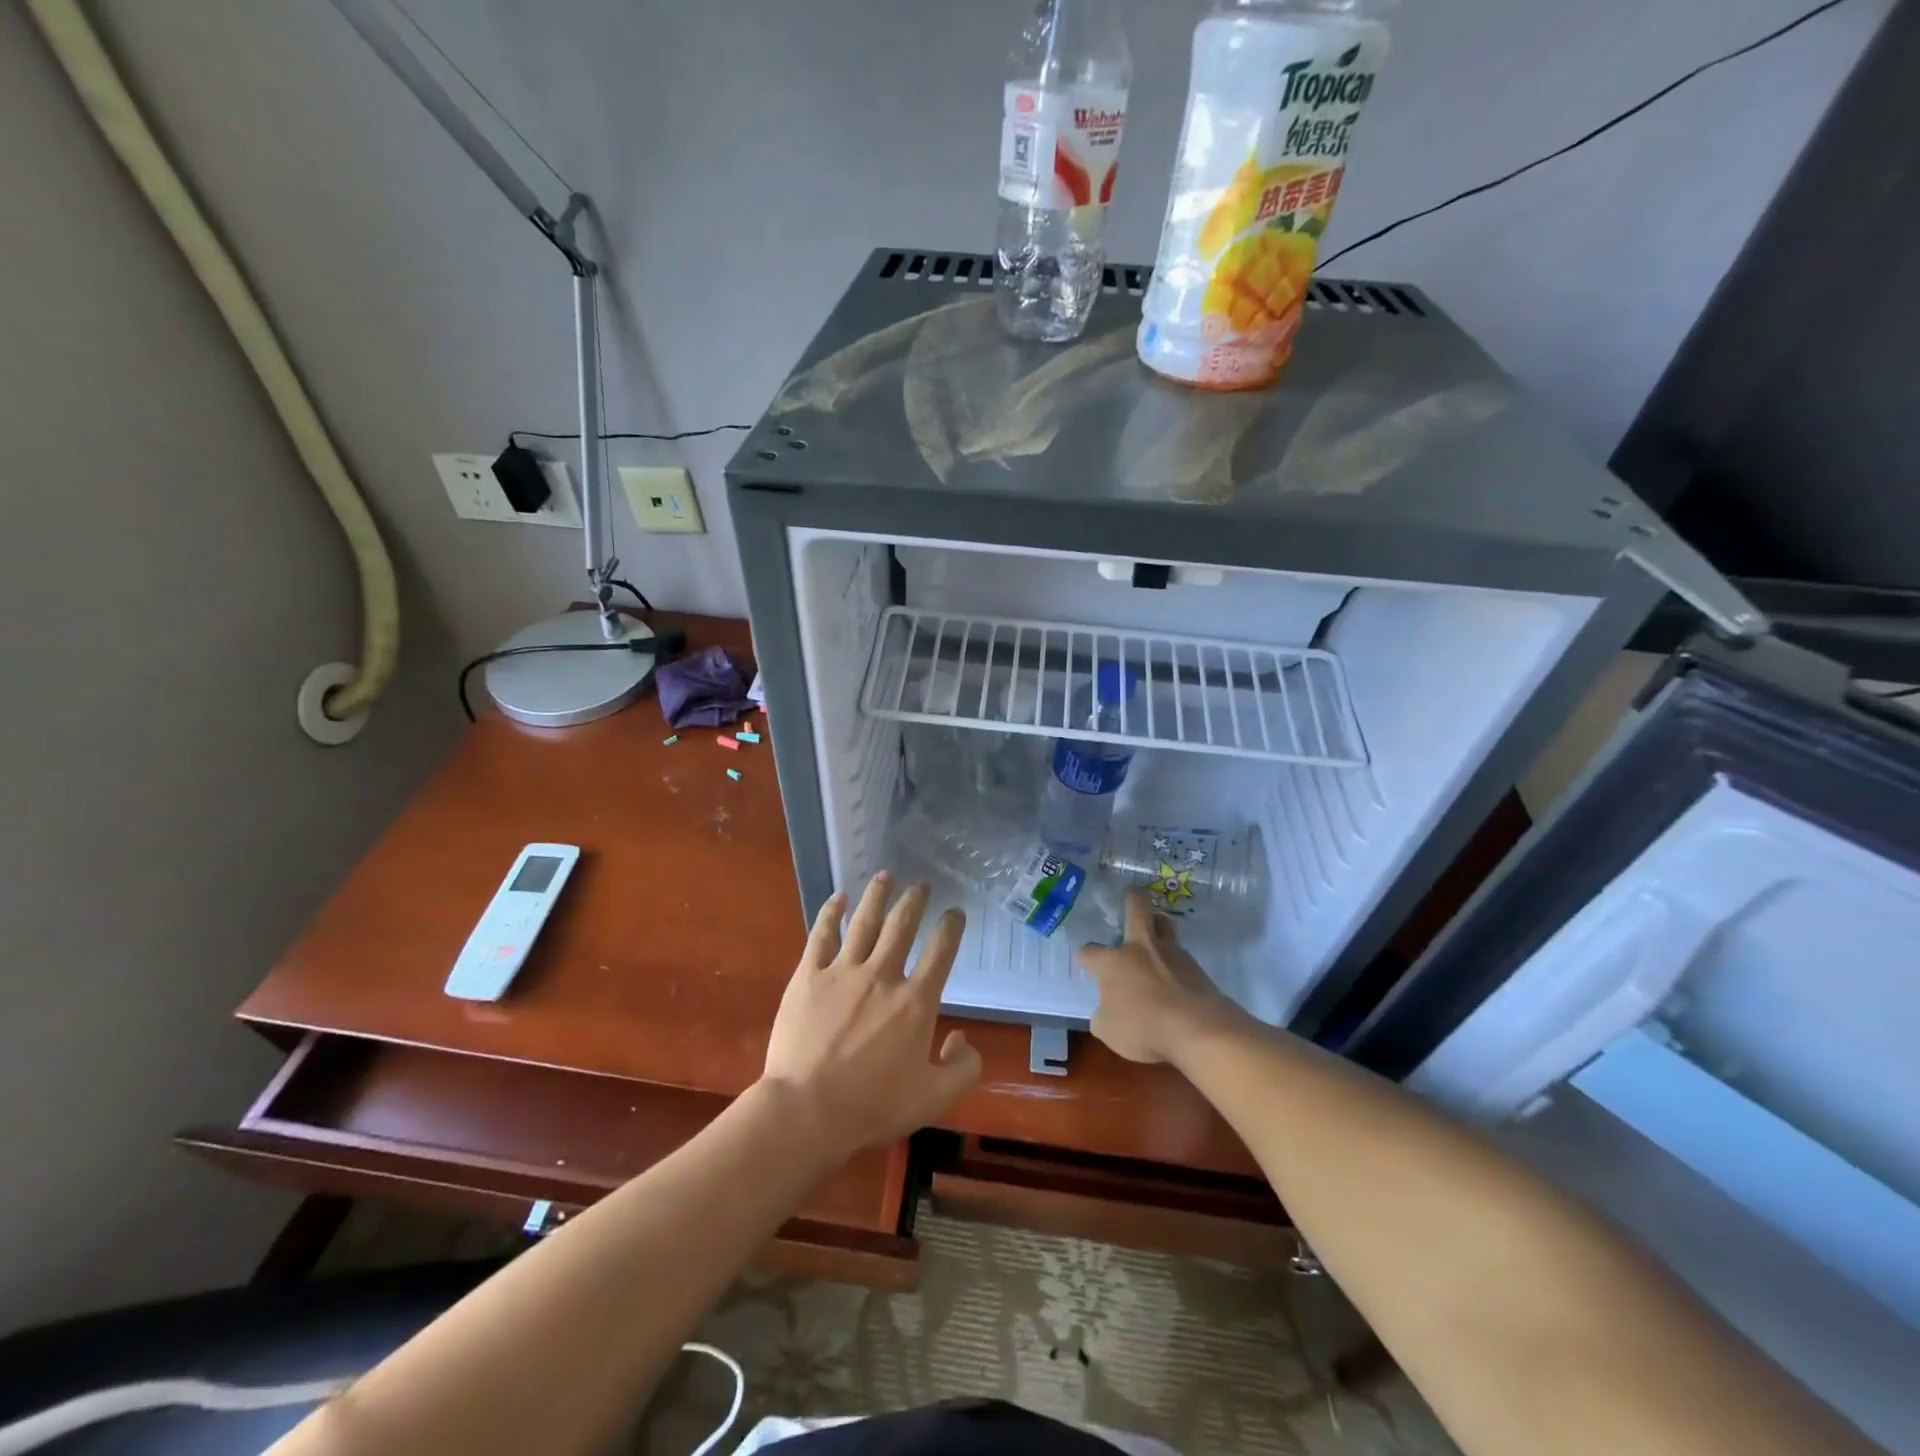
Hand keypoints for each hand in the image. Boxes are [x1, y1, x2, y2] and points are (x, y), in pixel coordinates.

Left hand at [761, 873, 981, 1156]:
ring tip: (886, 876)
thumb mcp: (933, 1098)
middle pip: (902, 925)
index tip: (954, 913)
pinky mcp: (809, 976)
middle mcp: (882, 975)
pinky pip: (822, 935)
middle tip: (921, 885)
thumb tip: (962, 1038)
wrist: (807, 1110)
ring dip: (878, 895)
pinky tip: (838, 898)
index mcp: (915, 1002)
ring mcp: (843, 971)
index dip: (951, 927)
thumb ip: (963, 1068)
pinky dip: (831, 913)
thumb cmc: (872, 1107)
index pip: (941, 951)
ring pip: (865, 921)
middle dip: (915, 901)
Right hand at [1078, 889, 1242, 1064]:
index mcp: (1112, 963)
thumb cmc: (1143, 1028)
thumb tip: (1105, 1011)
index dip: (1086, 958)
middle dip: (1132, 897)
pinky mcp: (1196, 967)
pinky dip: (1176, 961)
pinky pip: (1182, 955)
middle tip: (1130, 896)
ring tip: (1155, 935)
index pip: (1090, 952)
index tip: (1087, 964)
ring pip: (1165, 923)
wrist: (1198, 1030)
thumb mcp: (1108, 1031)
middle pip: (1137, 906)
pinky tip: (1176, 977)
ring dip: (1159, 925)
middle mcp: (1140, 948)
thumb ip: (1102, 1016)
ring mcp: (1172, 954)